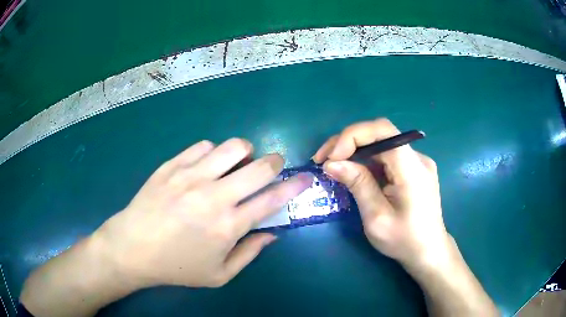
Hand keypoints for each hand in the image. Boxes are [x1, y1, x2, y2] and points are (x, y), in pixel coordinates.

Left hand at [96, 138, 311, 287]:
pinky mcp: (172, 166)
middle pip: (259, 167)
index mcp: (228, 226)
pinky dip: (213, 153)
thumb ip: (250, 254)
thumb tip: (272, 234)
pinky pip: (203, 146)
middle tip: (272, 167)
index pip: (273, 199)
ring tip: (238, 163)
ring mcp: (190, 176)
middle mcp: (214, 196)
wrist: (133, 248)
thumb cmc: (177, 267)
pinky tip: (206, 165)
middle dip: (274, 163)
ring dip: (244, 152)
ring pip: (233, 147)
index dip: (295, 186)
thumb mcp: (219, 275)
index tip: (306, 178)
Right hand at [313, 118, 449, 268]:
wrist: (429, 251)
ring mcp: (418, 162)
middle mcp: (418, 158)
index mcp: (412, 169)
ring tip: (333, 165)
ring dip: (355, 150)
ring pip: (382, 143)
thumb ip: (358, 185)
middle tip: (323, 159)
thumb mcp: (376, 217)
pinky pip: (387, 155)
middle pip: (380, 134)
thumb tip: (331, 163)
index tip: (331, 157)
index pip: (383, 131)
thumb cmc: (404, 240)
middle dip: (348, 141)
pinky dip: (367, 159)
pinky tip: (355, 171)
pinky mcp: (414, 169)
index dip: (353, 135)